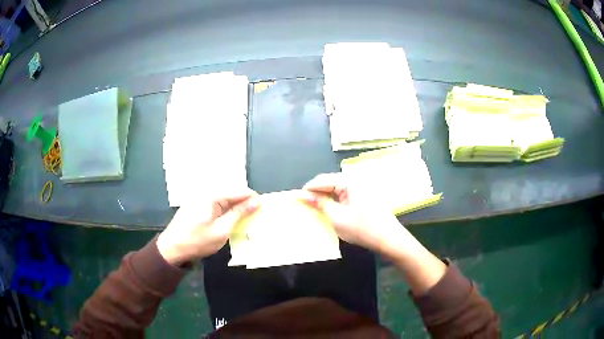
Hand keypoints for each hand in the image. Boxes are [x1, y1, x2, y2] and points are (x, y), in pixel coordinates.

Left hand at [157, 189, 258, 264]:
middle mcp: (206, 192)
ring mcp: (201, 198)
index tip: (264, 209)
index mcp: (212, 195)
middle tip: (256, 217)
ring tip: (246, 220)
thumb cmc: (198, 241)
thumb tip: (256, 201)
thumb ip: (239, 214)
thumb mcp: (222, 230)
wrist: (172, 248)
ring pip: (225, 199)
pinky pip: (217, 204)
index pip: (239, 190)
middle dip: (245, 203)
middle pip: (232, 193)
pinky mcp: (198, 205)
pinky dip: (226, 211)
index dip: (253, 199)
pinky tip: (231, 221)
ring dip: (236, 208)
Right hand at [301, 173, 446, 293]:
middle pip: (330, 183)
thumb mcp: (337, 217)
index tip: (296, 199)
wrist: (390, 239)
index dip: (308, 189)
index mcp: (349, 181)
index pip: (322, 179)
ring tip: (314, 209)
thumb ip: (319, 204)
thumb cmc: (363, 228)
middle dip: (316, 193)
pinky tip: (330, 212)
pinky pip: (345, 196)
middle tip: (304, 205)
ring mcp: (362, 189)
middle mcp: (356, 180)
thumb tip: (304, 195)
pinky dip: (335, 203)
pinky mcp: (365, 198)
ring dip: (325, 199)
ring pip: (337, 190)